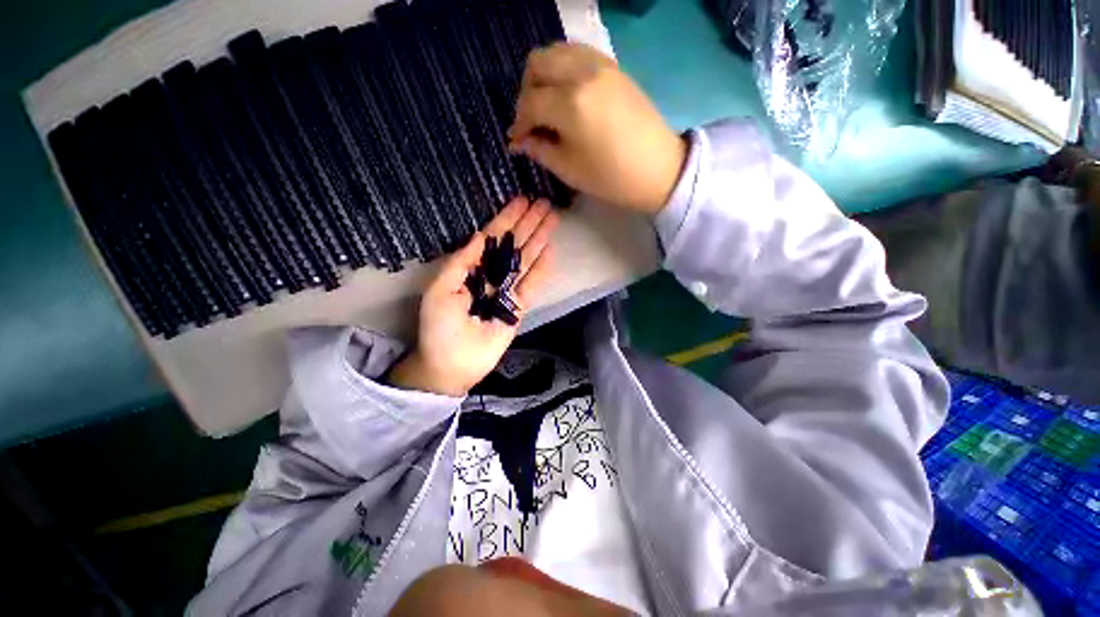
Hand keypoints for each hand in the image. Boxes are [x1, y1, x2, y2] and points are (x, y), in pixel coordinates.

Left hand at [389, 197, 558, 396]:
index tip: (523, 201)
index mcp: (470, 268)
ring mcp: (506, 291)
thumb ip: (460, 262)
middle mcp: (490, 275)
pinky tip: (550, 252)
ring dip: (539, 240)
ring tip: (554, 220)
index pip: (492, 238)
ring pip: (525, 261)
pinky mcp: (517, 308)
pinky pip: (532, 286)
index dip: (507, 219)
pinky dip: (541, 270)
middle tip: (546, 203)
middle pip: (513, 245)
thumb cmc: (439, 328)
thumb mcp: (440, 291)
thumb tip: (478, 235)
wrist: (452, 365)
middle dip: (529, 224)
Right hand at [509, 43, 687, 213]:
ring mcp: (601, 65)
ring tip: (548, 104)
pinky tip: (568, 94)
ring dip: (544, 75)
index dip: (518, 123)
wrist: (658, 169)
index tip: (517, 140)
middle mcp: (582, 73)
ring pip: (557, 51)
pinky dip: (565, 68)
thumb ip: (540, 149)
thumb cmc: (611, 177)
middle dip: (526, 91)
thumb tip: (520, 141)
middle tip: (531, 119)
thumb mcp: (569, 169)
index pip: (529, 102)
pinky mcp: (614, 67)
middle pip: (537, 63)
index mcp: (570, 103)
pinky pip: (579, 54)